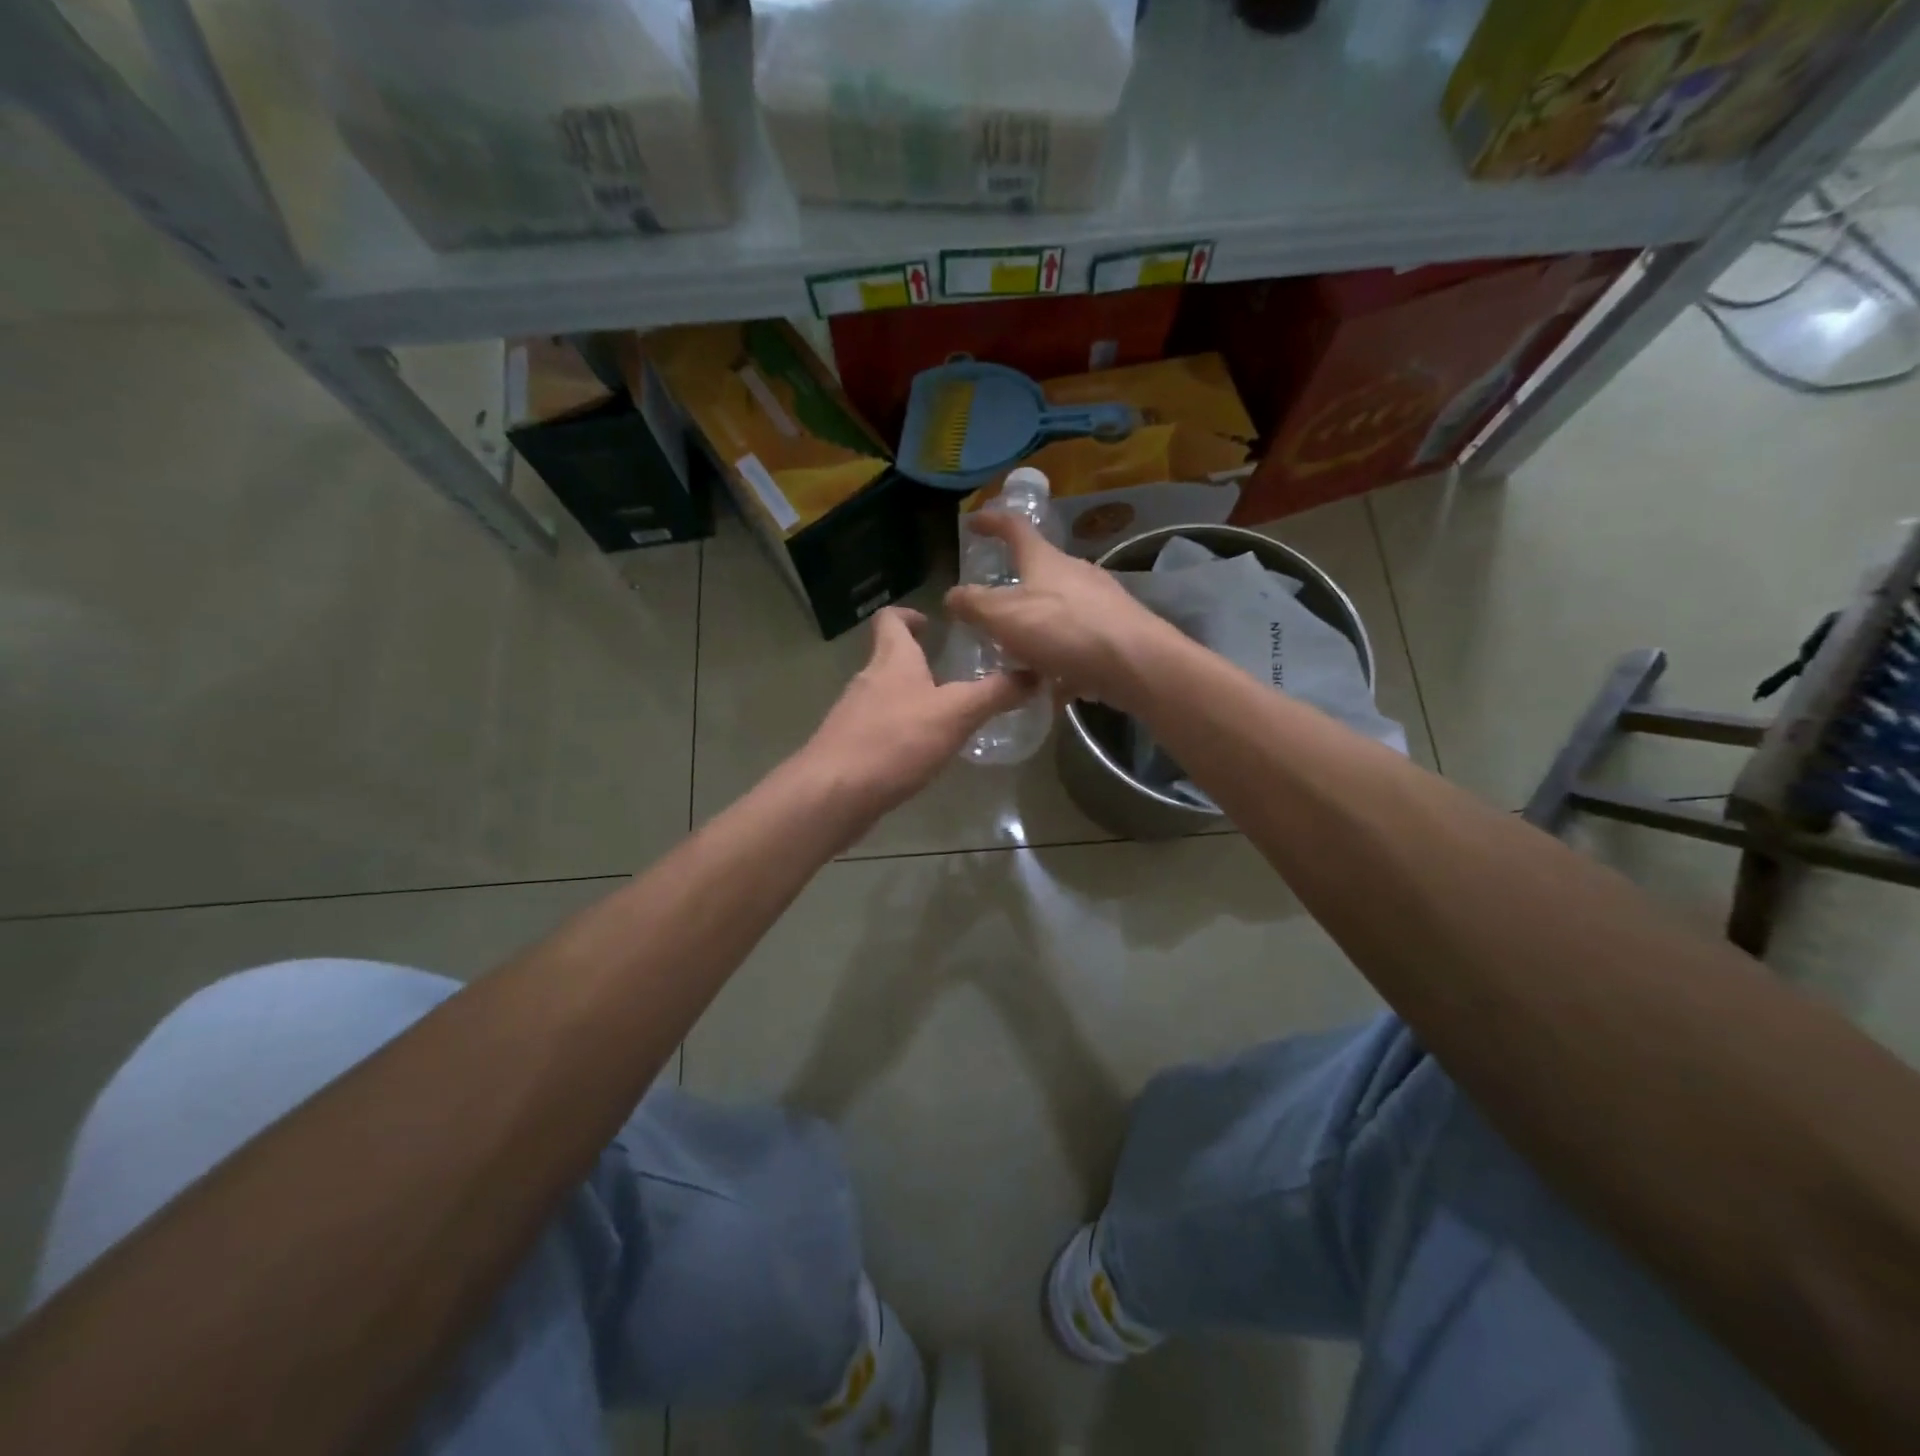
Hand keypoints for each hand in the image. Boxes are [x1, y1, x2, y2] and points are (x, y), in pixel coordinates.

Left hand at [803, 607, 1033, 814]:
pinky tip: (919, 754)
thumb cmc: (895, 742)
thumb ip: (995, 693)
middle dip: (917, 662)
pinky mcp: (848, 748)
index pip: (891, 620)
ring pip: (884, 695)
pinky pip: (877, 730)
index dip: (909, 615)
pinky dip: (899, 732)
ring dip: (910, 699)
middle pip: (889, 658)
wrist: (834, 793)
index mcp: (892, 660)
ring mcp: (853, 715)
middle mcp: (868, 680)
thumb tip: (1036, 674)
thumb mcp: (956, 714)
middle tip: (952, 674)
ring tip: (943, 716)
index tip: (931, 623)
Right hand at [944, 513, 1179, 711]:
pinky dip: (1060, 659)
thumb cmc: (1064, 630)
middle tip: (992, 611)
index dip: (992, 522)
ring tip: (1018, 657)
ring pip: (1059, 612)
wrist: (1135, 663)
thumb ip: (974, 605)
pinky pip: (1078, 643)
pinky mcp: (1116, 633)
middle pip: (1040, 572)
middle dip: (1015, 589)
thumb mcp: (1004, 616)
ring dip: (1037, 630)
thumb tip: (951, 595)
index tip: (974, 521)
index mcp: (1046, 560)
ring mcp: (1100, 603)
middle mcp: (1076, 574)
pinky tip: (1052, 685)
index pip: (1014, 528)